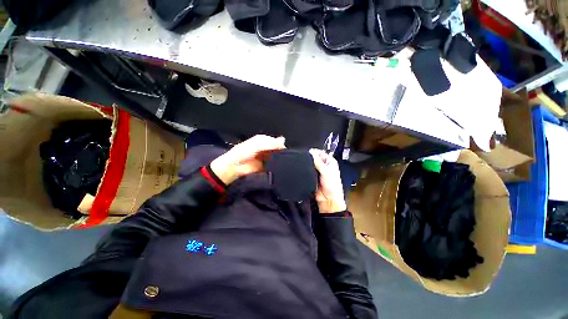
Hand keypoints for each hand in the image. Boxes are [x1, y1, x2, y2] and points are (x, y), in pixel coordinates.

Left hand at [210, 135, 285, 184]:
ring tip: (285, 161)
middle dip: (281, 151)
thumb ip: (270, 143)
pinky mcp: (265, 166)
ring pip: (276, 156)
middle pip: (277, 149)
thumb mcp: (257, 145)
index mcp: (263, 140)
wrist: (234, 167)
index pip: (276, 141)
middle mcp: (265, 148)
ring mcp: (265, 157)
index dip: (281, 144)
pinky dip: (276, 165)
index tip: (286, 150)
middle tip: (287, 156)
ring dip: (280, 158)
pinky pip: (273, 164)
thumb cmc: (243, 152)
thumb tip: (284, 140)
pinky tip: (281, 166)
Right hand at [309, 149, 346, 213]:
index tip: (307, 153)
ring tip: (304, 166)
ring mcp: (318, 171)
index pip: (320, 152)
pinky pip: (307, 171)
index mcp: (330, 161)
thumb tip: (311, 153)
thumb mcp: (326, 172)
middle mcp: (324, 165)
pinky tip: (303, 171)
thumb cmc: (332, 186)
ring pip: (310, 164)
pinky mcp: (313, 176)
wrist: (328, 199)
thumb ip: (318, 162)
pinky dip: (305, 170)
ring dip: (307, 165)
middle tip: (304, 160)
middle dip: (309, 159)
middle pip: (314, 158)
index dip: (314, 152)